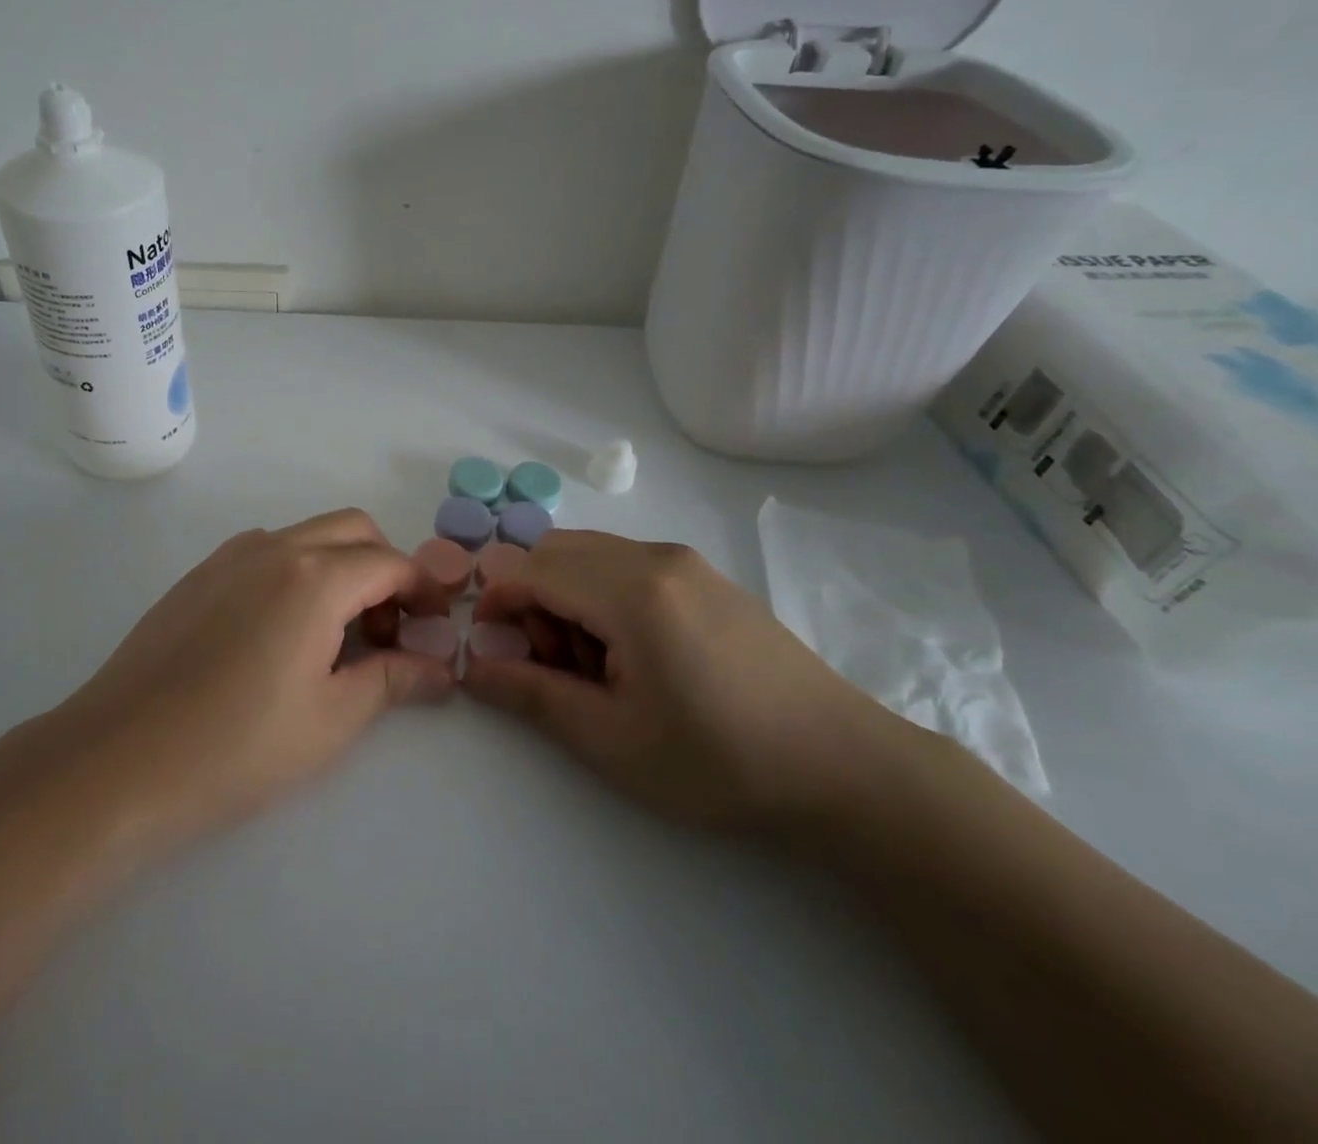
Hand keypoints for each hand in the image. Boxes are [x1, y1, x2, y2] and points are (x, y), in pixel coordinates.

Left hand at [38, 509, 454, 849]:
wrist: (119, 759)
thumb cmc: (238, 746)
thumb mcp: (331, 719)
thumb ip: (393, 680)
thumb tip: (442, 669)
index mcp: (316, 577)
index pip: (391, 563)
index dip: (423, 590)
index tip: (434, 627)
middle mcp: (275, 549)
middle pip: (353, 530)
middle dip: (385, 567)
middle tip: (386, 629)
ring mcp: (230, 556)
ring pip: (307, 535)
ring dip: (339, 565)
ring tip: (334, 634)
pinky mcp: (199, 575)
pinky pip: (266, 551)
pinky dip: (296, 571)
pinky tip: (281, 632)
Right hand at [463, 530, 897, 831]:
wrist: (844, 767)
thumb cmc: (719, 761)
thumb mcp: (612, 740)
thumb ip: (532, 694)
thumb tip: (472, 667)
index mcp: (632, 591)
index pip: (532, 570)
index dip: (496, 602)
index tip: (490, 648)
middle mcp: (655, 556)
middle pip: (556, 551)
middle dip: (532, 598)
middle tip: (551, 663)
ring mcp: (685, 561)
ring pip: (590, 554)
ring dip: (567, 596)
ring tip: (595, 665)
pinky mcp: (705, 575)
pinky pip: (627, 564)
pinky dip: (602, 594)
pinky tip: (634, 654)